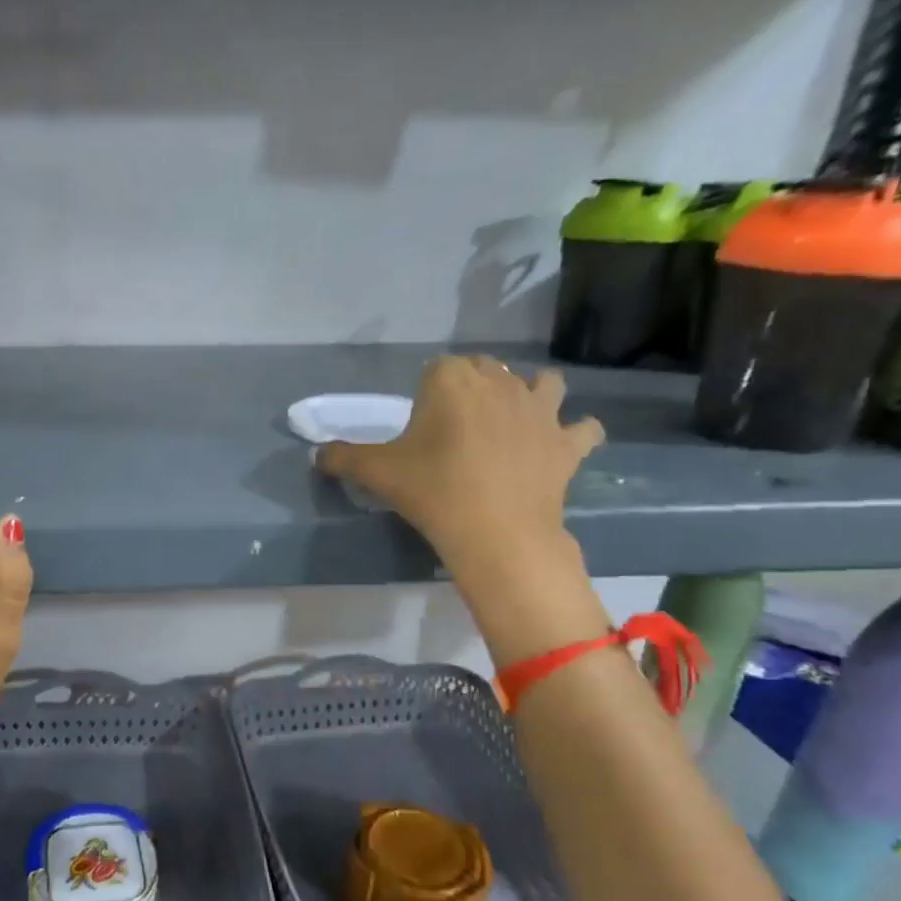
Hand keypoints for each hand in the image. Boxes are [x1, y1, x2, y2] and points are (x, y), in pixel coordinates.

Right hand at [317, 355, 603, 583]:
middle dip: (474, 388)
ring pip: (544, 383)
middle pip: (487, 370)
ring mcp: (541, 409)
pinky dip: (574, 434)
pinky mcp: (567, 442)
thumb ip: (343, 457)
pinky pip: (583, 428)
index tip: (420, 425)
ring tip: (514, 420)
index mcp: (452, 380)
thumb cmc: (432, 491)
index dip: (427, 393)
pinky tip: (560, 446)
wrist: (495, 531)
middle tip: (456, 427)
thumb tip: (317, 455)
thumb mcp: (376, 472)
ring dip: (532, 394)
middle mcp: (500, 382)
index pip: (437, 368)